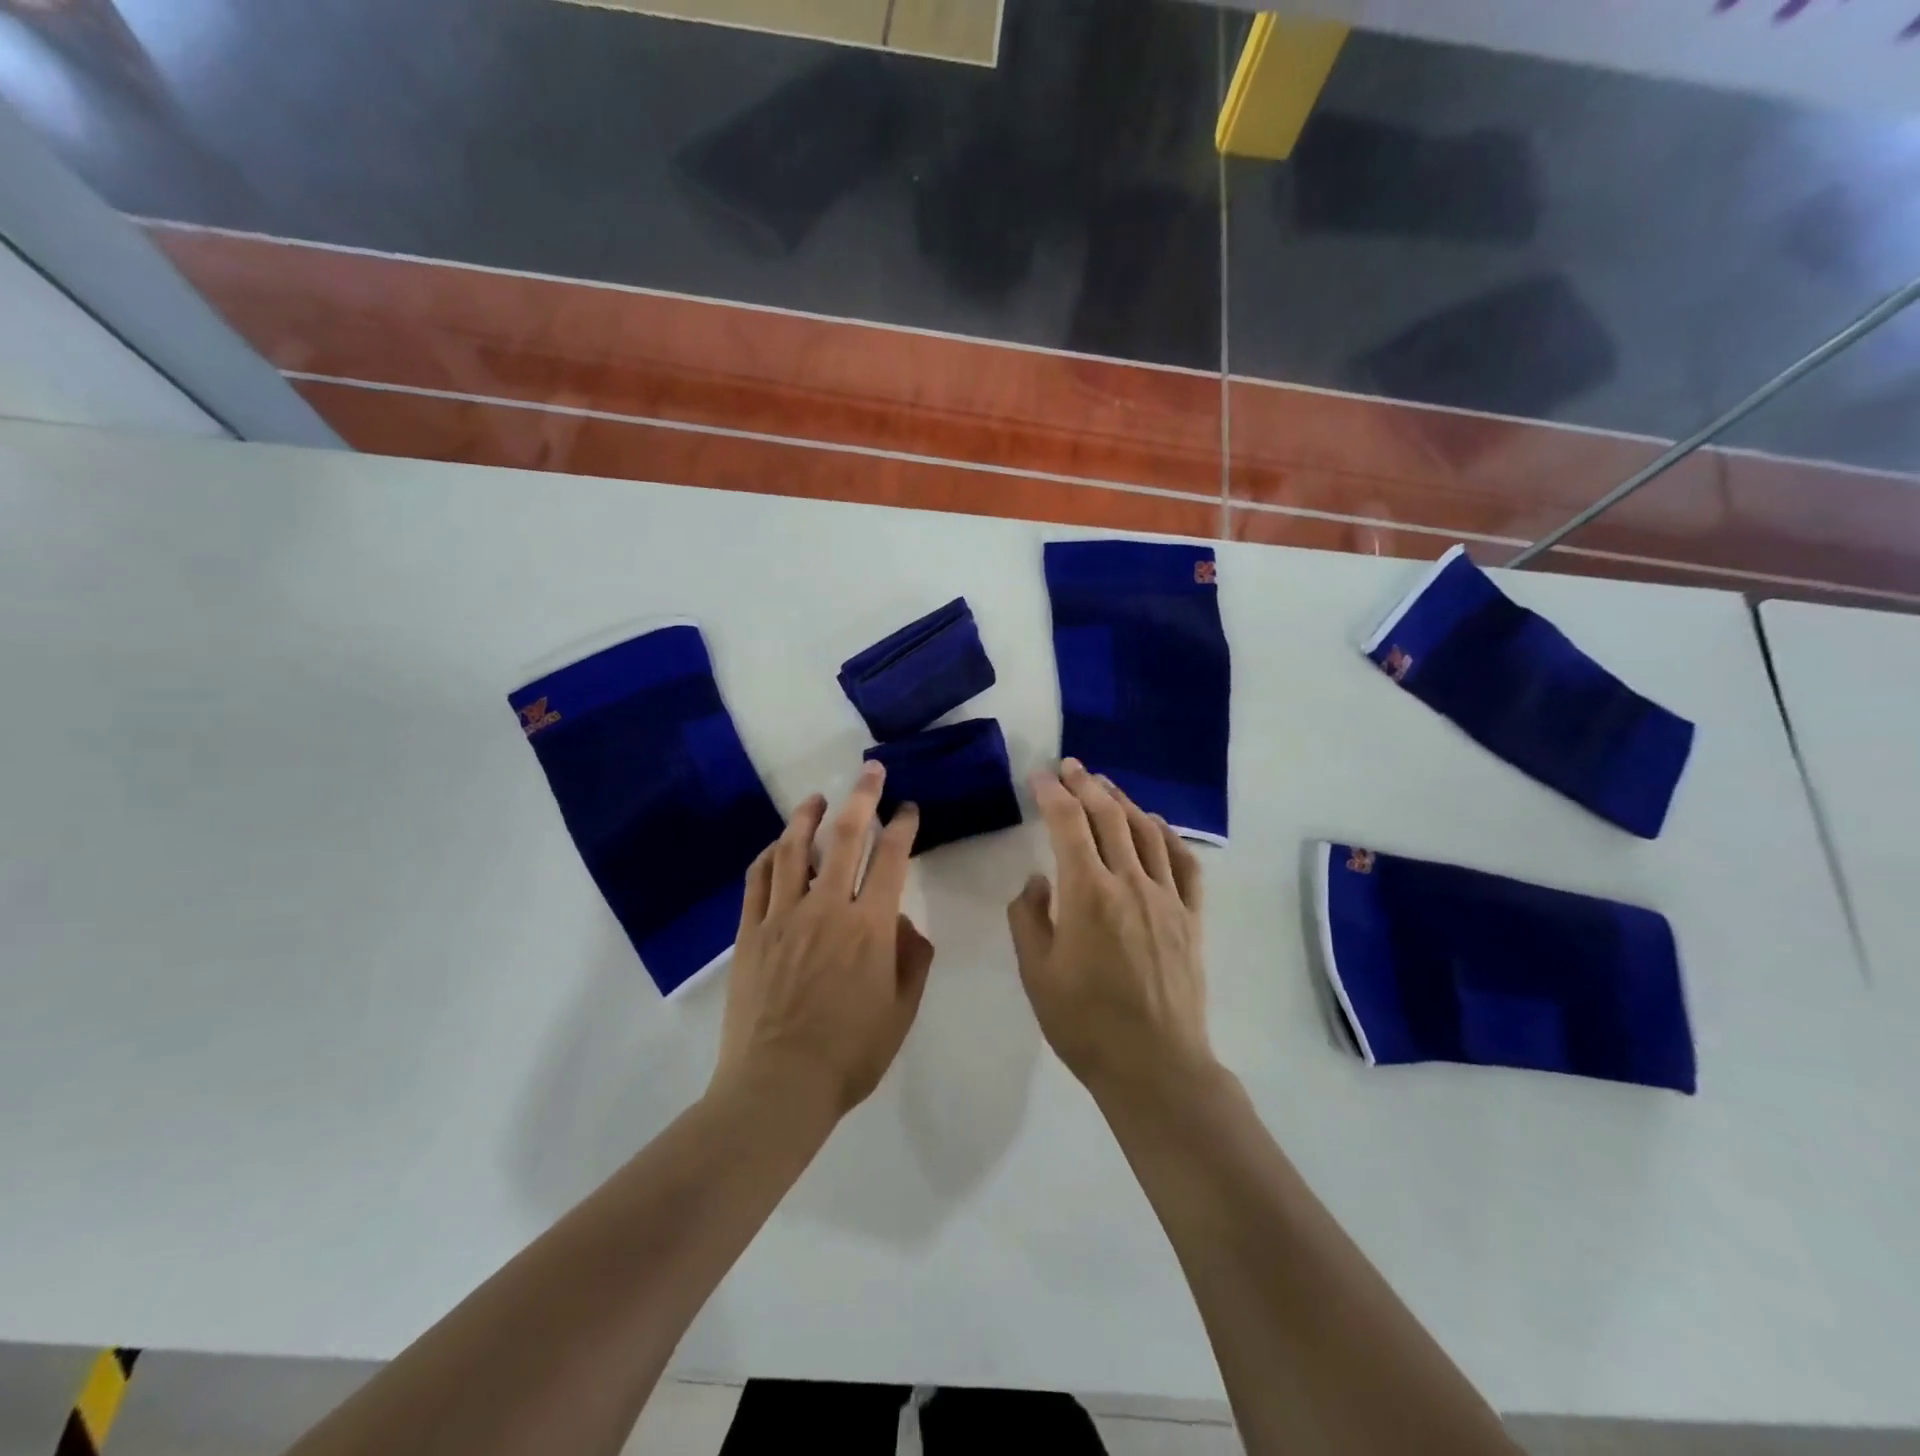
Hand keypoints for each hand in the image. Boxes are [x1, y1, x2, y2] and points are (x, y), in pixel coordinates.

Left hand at [713, 761, 932, 1118]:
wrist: (778, 1086)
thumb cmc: (849, 1054)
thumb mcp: (901, 1012)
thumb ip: (911, 959)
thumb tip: (904, 923)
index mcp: (869, 927)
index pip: (891, 859)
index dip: (903, 827)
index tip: (908, 809)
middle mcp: (826, 908)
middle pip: (845, 838)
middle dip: (862, 798)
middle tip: (869, 771)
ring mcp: (782, 916)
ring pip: (794, 850)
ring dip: (808, 817)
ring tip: (817, 799)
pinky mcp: (750, 932)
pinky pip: (757, 880)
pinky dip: (768, 855)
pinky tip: (776, 845)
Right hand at [1008, 759, 1212, 1102]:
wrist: (1154, 1064)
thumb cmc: (1084, 1022)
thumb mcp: (1036, 972)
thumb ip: (1028, 917)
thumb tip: (1038, 881)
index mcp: (1088, 893)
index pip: (1068, 824)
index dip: (1052, 793)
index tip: (1039, 776)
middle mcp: (1130, 882)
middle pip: (1108, 816)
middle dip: (1086, 784)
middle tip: (1070, 766)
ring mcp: (1166, 897)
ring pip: (1145, 831)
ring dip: (1123, 801)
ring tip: (1105, 785)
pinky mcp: (1191, 916)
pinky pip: (1183, 862)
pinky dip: (1167, 834)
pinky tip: (1154, 824)